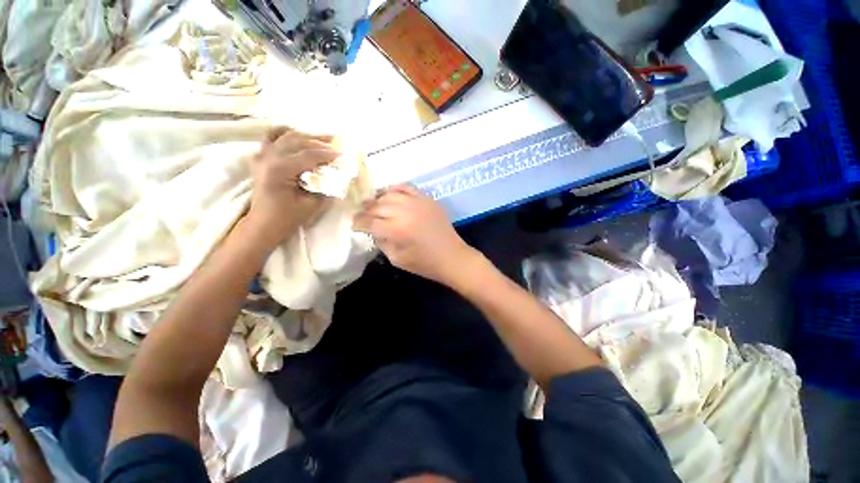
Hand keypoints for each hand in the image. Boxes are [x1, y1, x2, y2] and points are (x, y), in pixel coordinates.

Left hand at [247, 127, 337, 238]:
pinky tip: (294, 134)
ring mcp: (262, 156)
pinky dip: (283, 133)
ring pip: (284, 136)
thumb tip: (339, 177)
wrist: (263, 224)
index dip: (328, 154)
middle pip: (297, 140)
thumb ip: (326, 189)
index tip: (343, 154)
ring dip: (304, 135)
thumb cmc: (287, 218)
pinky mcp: (260, 159)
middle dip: (318, 140)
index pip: (308, 155)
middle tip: (336, 143)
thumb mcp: (311, 206)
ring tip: (321, 138)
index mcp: (280, 170)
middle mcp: (269, 158)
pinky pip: (271, 139)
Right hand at [354, 185, 477, 284]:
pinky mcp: (427, 199)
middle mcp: (405, 212)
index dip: (359, 222)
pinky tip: (389, 195)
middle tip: (362, 216)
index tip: (354, 224)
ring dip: (378, 200)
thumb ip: (381, 242)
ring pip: (389, 194)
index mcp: (396, 230)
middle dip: (366, 211)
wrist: (452, 257)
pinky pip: (406, 187)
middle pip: (377, 206)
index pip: (369, 221)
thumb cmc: (424, 263)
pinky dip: (395, 189)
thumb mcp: (396, 259)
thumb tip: (372, 229)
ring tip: (374, 206)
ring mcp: (417, 202)